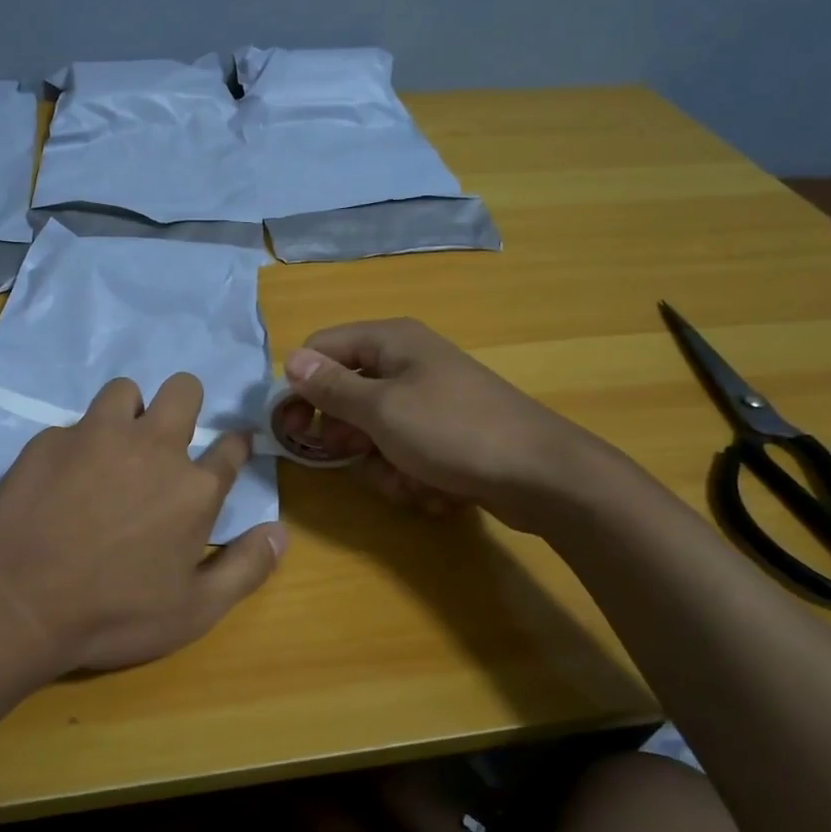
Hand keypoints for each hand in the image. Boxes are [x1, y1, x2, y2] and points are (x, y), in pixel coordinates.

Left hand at [0, 374, 285, 671]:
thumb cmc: (115, 614)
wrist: (19, 602)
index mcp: (194, 487)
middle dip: (186, 403)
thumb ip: (246, 568)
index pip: (231, 448)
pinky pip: (74, 425)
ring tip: (114, 447)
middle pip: (184, 391)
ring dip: (129, 412)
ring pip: (125, 391)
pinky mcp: (50, 440)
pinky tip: (63, 477)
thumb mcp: (195, 610)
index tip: (230, 449)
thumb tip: (281, 532)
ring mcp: (97, 436)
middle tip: (169, 438)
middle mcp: (152, 447)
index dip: (235, 446)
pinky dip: (78, 443)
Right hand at [277, 318, 624, 532]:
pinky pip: (400, 453)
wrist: (541, 476)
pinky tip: (433, 489)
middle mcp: (405, 364)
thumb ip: (331, 388)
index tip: (289, 430)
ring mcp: (426, 402)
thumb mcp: (381, 410)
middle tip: (356, 455)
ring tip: (409, 478)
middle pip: (343, 397)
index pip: (320, 351)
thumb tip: (290, 360)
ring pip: (370, 434)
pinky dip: (408, 475)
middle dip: (346, 437)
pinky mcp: (442, 436)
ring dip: (380, 466)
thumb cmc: (453, 432)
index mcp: (389, 342)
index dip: (299, 388)